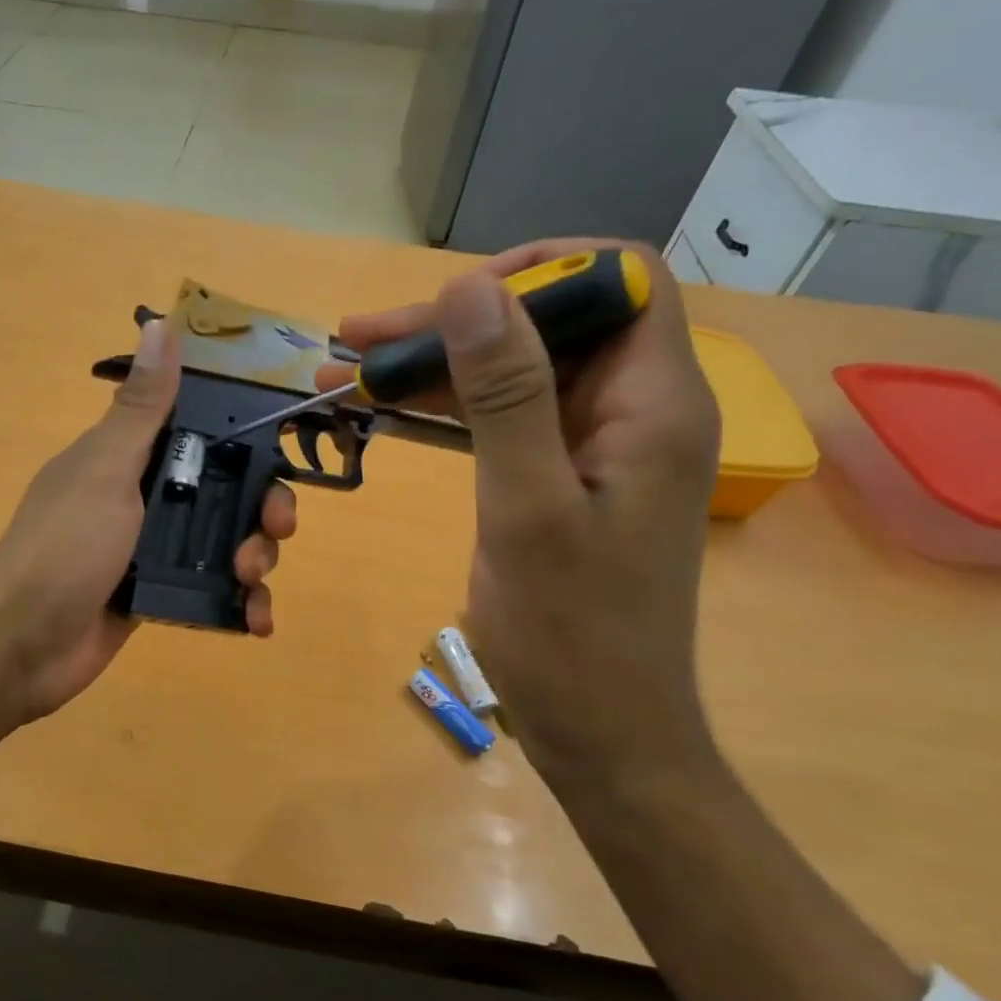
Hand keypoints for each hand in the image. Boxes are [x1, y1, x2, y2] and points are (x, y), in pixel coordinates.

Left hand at [0, 317, 296, 722]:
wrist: (22, 644)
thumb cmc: (65, 547)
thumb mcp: (106, 469)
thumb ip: (141, 407)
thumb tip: (159, 323)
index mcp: (130, 458)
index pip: (203, 435)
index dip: (247, 441)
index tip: (282, 452)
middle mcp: (145, 499)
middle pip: (225, 492)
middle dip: (261, 509)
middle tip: (275, 529)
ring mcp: (152, 551)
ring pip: (225, 543)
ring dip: (255, 558)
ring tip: (252, 579)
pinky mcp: (158, 596)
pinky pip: (213, 592)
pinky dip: (241, 606)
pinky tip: (256, 621)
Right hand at [322, 240, 718, 777]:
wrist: (600, 731)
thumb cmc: (572, 633)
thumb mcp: (527, 508)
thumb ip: (505, 394)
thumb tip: (468, 287)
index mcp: (652, 404)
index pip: (617, 281)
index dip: (539, 270)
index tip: (451, 300)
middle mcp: (632, 412)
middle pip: (548, 326)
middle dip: (453, 323)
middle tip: (359, 339)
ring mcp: (594, 449)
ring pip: (515, 373)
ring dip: (435, 368)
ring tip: (348, 372)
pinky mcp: (559, 481)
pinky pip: (502, 422)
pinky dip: (444, 411)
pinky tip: (384, 411)